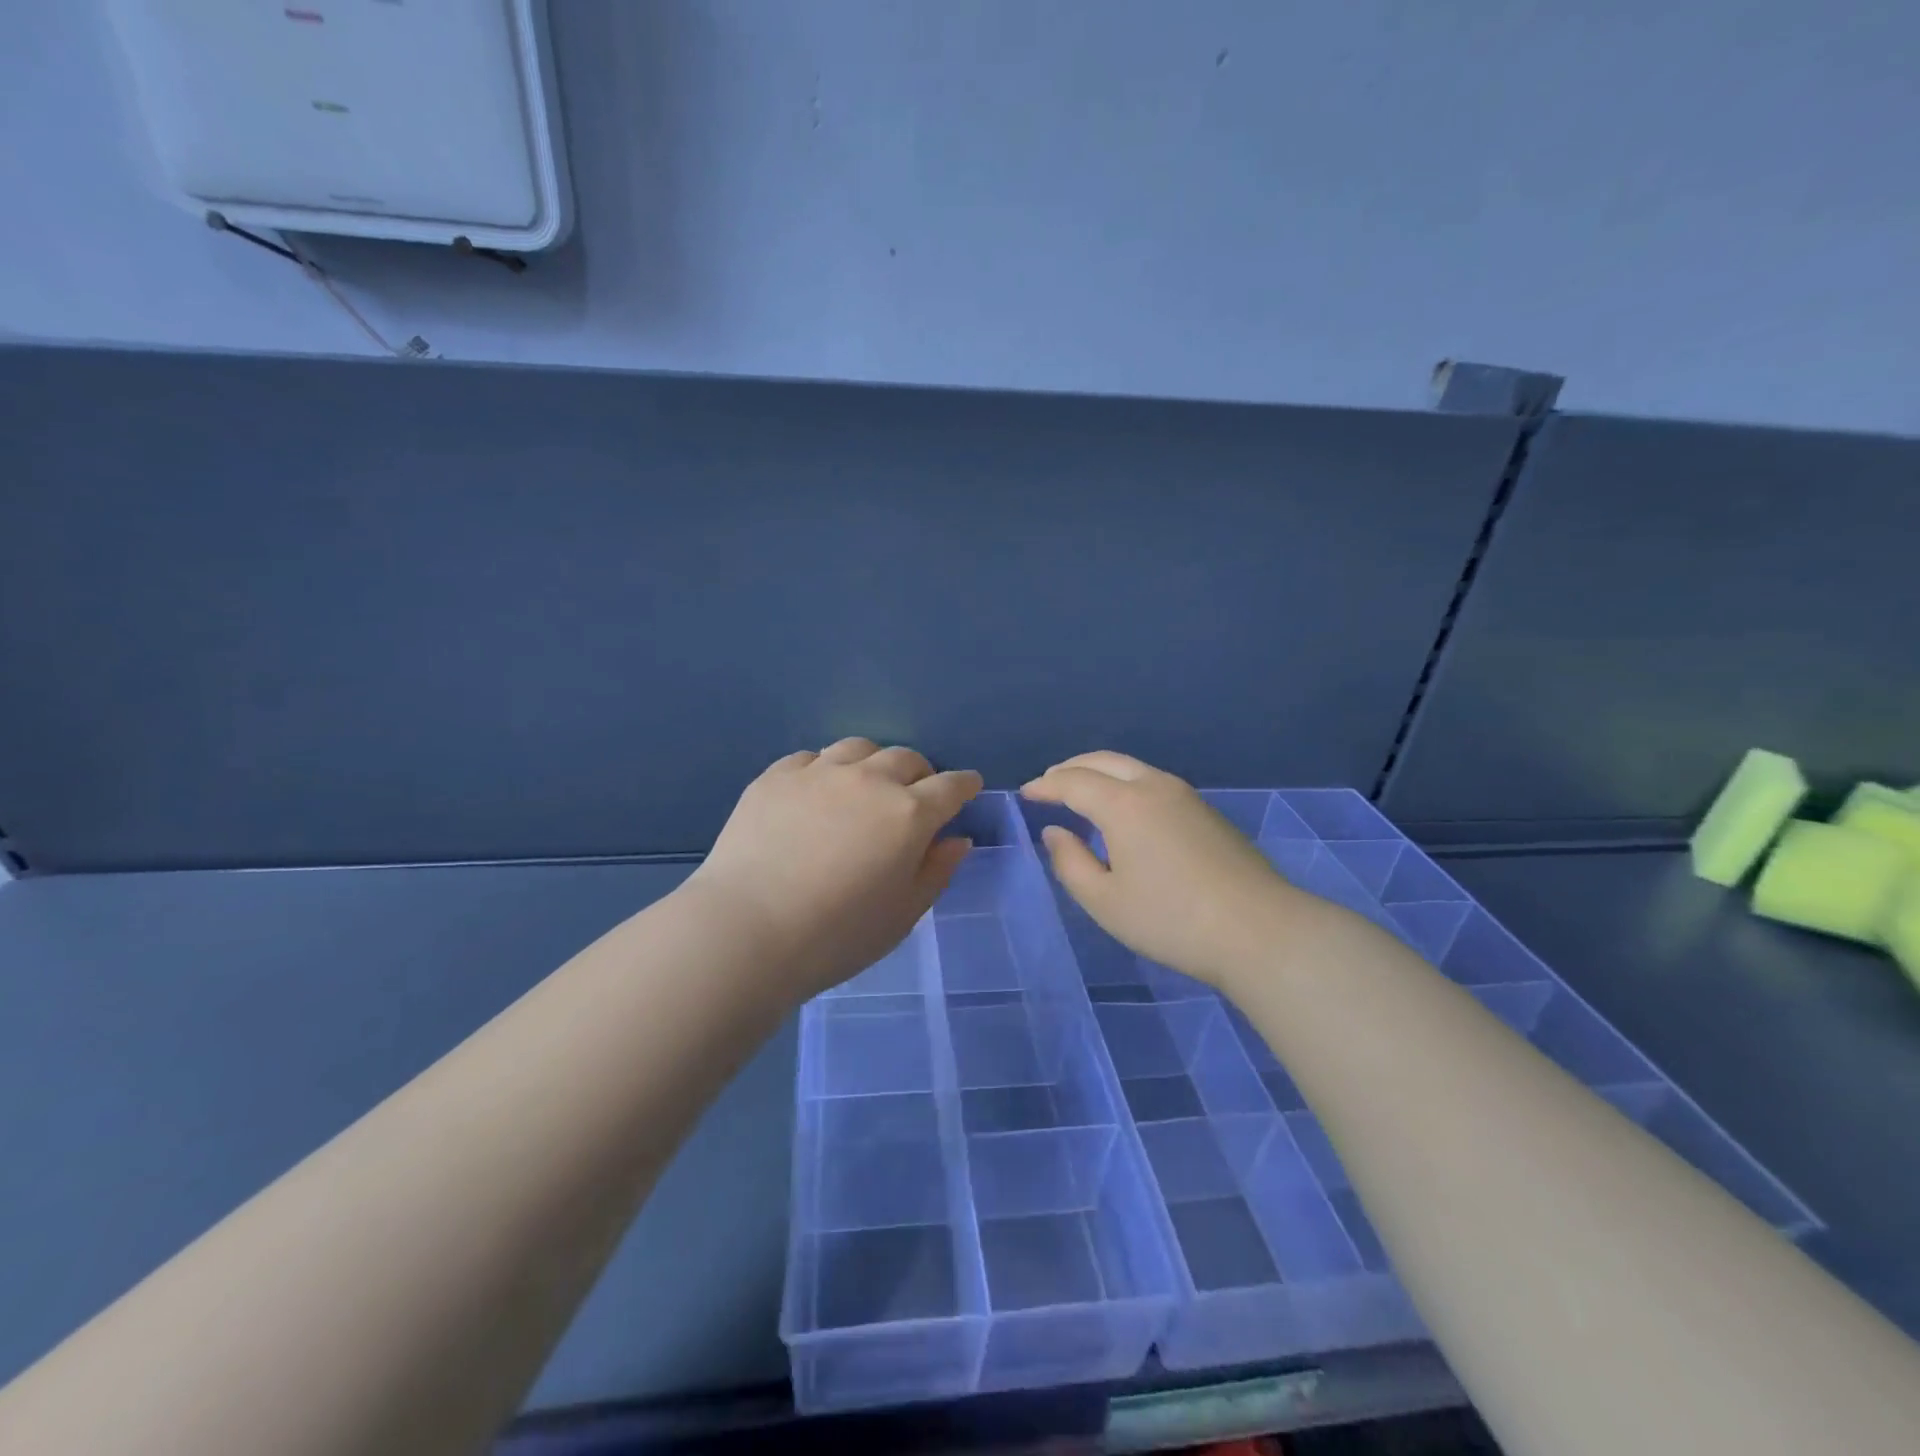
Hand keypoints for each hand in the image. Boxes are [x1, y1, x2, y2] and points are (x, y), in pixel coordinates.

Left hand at [685, 738, 982, 1001]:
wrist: (747, 931)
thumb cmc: (837, 935)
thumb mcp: (903, 914)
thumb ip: (937, 871)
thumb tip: (957, 839)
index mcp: (909, 814)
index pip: (951, 786)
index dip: (964, 785)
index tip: (968, 787)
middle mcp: (869, 781)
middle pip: (906, 759)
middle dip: (920, 773)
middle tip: (915, 795)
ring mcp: (819, 773)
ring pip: (859, 748)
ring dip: (873, 763)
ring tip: (865, 785)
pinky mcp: (776, 777)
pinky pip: (811, 758)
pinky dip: (825, 769)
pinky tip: (816, 793)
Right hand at [1021, 751, 1300, 988]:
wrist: (1260, 930)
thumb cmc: (1172, 920)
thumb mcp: (1105, 901)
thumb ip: (1070, 863)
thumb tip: (1055, 831)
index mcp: (1123, 804)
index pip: (1073, 782)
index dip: (1046, 785)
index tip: (1026, 793)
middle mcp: (1153, 786)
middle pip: (1103, 761)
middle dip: (1071, 768)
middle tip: (1049, 783)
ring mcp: (1185, 795)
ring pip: (1132, 767)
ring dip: (1100, 772)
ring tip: (1081, 791)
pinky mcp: (1206, 811)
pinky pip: (1152, 781)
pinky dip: (1124, 782)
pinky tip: (1123, 808)